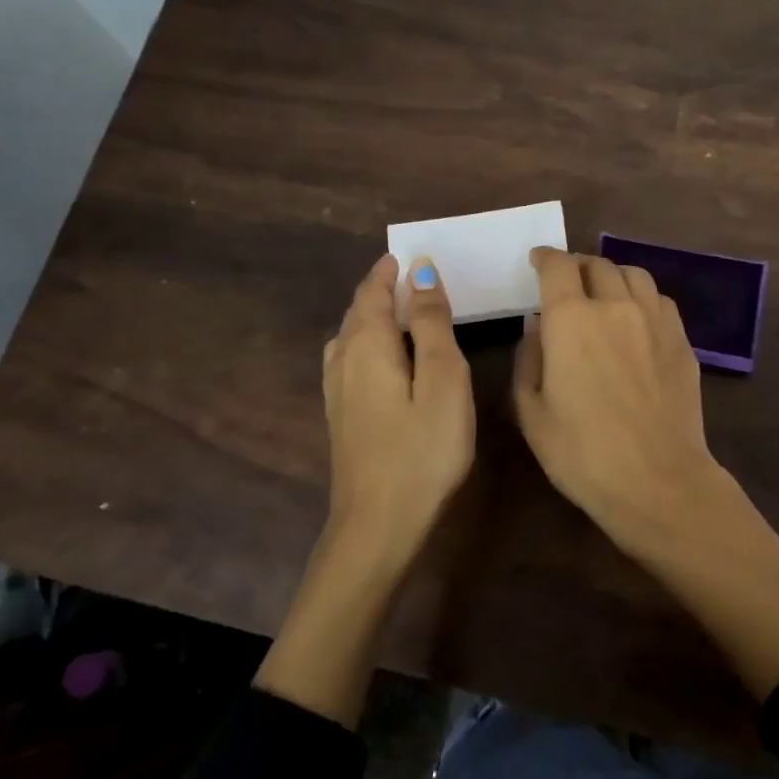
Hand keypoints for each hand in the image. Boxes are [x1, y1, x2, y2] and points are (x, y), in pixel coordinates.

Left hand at [322, 252, 474, 569]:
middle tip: (411, 276)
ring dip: (372, 315)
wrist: (379, 525)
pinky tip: (382, 358)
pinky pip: (349, 360)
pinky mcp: (341, 417)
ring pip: (350, 337)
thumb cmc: (423, 451)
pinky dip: (367, 342)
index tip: (410, 254)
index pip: (373, 292)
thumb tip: (420, 271)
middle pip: (357, 312)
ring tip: (399, 310)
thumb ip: (432, 324)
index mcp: (368, 346)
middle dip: (380, 289)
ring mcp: (337, 392)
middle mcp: (343, 361)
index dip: (390, 271)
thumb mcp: (442, 381)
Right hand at [515, 246, 778, 698]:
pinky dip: (642, 298)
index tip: (537, 261)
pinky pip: (660, 301)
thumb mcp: (531, 412)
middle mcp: (616, 306)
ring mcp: (656, 321)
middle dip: (577, 266)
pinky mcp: (682, 341)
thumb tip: (538, 327)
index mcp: (572, 319)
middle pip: (597, 264)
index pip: (557, 266)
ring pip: (634, 274)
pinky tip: (636, 321)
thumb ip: (529, 359)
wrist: (657, 481)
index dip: (545, 257)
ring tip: (603, 295)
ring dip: (612, 276)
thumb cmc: (582, 453)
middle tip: (567, 282)